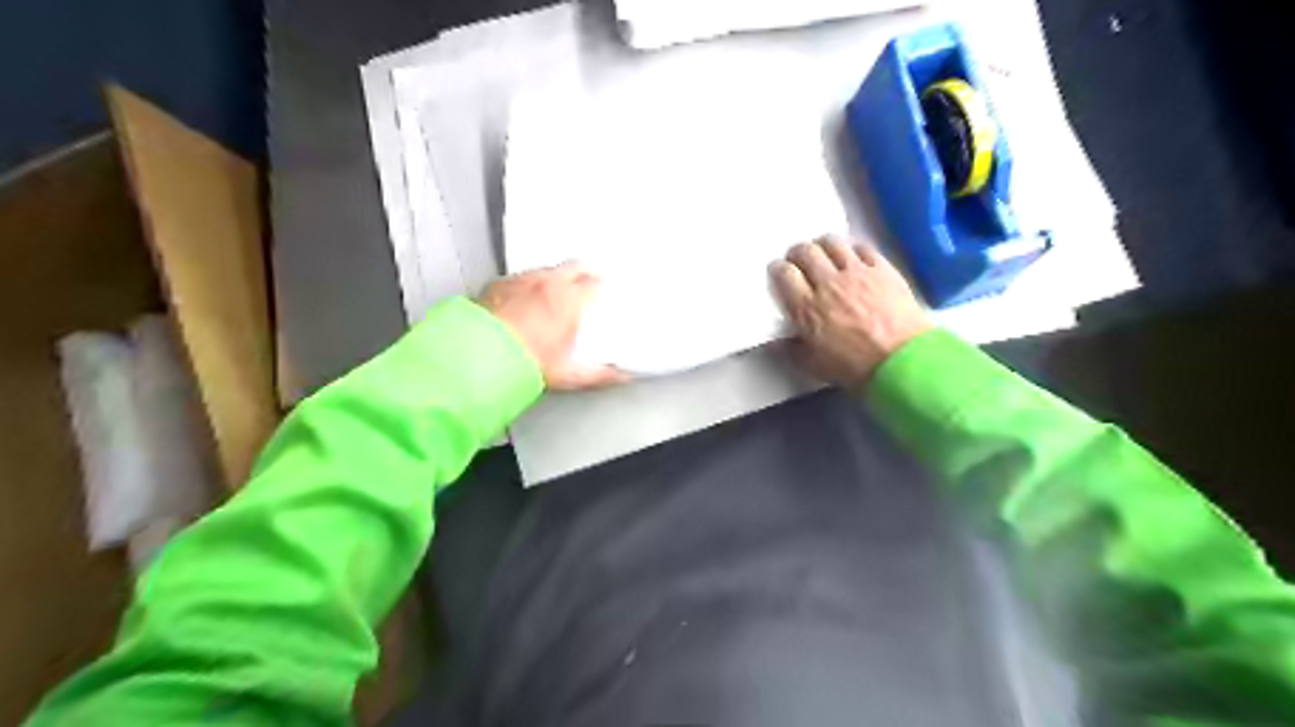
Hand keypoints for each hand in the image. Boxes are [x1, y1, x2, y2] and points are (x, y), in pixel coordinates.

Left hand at [479, 261, 632, 392]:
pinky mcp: (498, 285)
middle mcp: (547, 283)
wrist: (480, 357)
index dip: (602, 287)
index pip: (595, 283)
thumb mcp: (568, 374)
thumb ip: (599, 375)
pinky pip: (518, 279)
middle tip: (586, 284)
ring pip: (546, 270)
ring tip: (554, 294)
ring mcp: (521, 281)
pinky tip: (523, 300)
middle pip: (574, 266)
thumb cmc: (525, 362)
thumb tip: (621, 377)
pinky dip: (526, 286)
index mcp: (570, 300)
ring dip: (554, 278)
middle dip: (583, 273)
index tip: (604, 293)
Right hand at [767, 236, 930, 384]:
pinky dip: (852, 249)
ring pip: (832, 243)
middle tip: (799, 260)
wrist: (901, 361)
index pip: (784, 273)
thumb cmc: (854, 367)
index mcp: (807, 307)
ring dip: (823, 245)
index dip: (778, 269)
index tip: (779, 272)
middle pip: (806, 252)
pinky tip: (853, 258)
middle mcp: (828, 283)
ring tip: (824, 254)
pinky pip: (862, 247)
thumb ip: (792, 350)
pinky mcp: (882, 269)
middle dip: (797, 253)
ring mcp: (857, 272)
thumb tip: (778, 341)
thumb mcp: (813, 365)